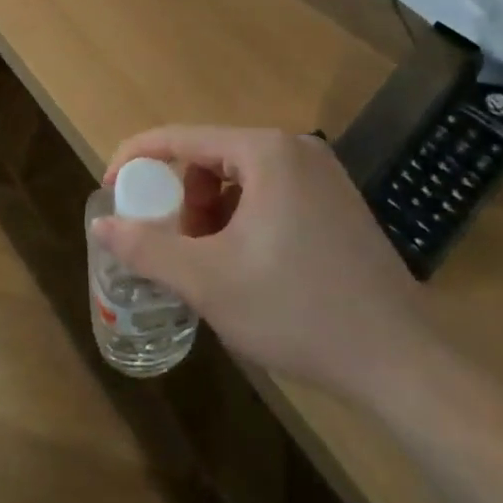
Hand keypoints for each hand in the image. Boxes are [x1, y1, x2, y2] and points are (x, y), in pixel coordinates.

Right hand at [93, 127, 435, 398]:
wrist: (401, 363)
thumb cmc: (296, 310)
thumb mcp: (207, 281)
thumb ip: (146, 246)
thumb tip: (101, 223)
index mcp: (265, 151)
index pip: (181, 138)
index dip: (136, 159)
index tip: (110, 191)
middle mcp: (296, 149)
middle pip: (211, 158)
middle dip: (183, 199)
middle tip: (177, 248)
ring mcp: (323, 175)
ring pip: (241, 179)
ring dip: (212, 214)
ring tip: (213, 265)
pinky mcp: (339, 203)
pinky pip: (271, 195)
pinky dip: (244, 221)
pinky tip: (251, 268)